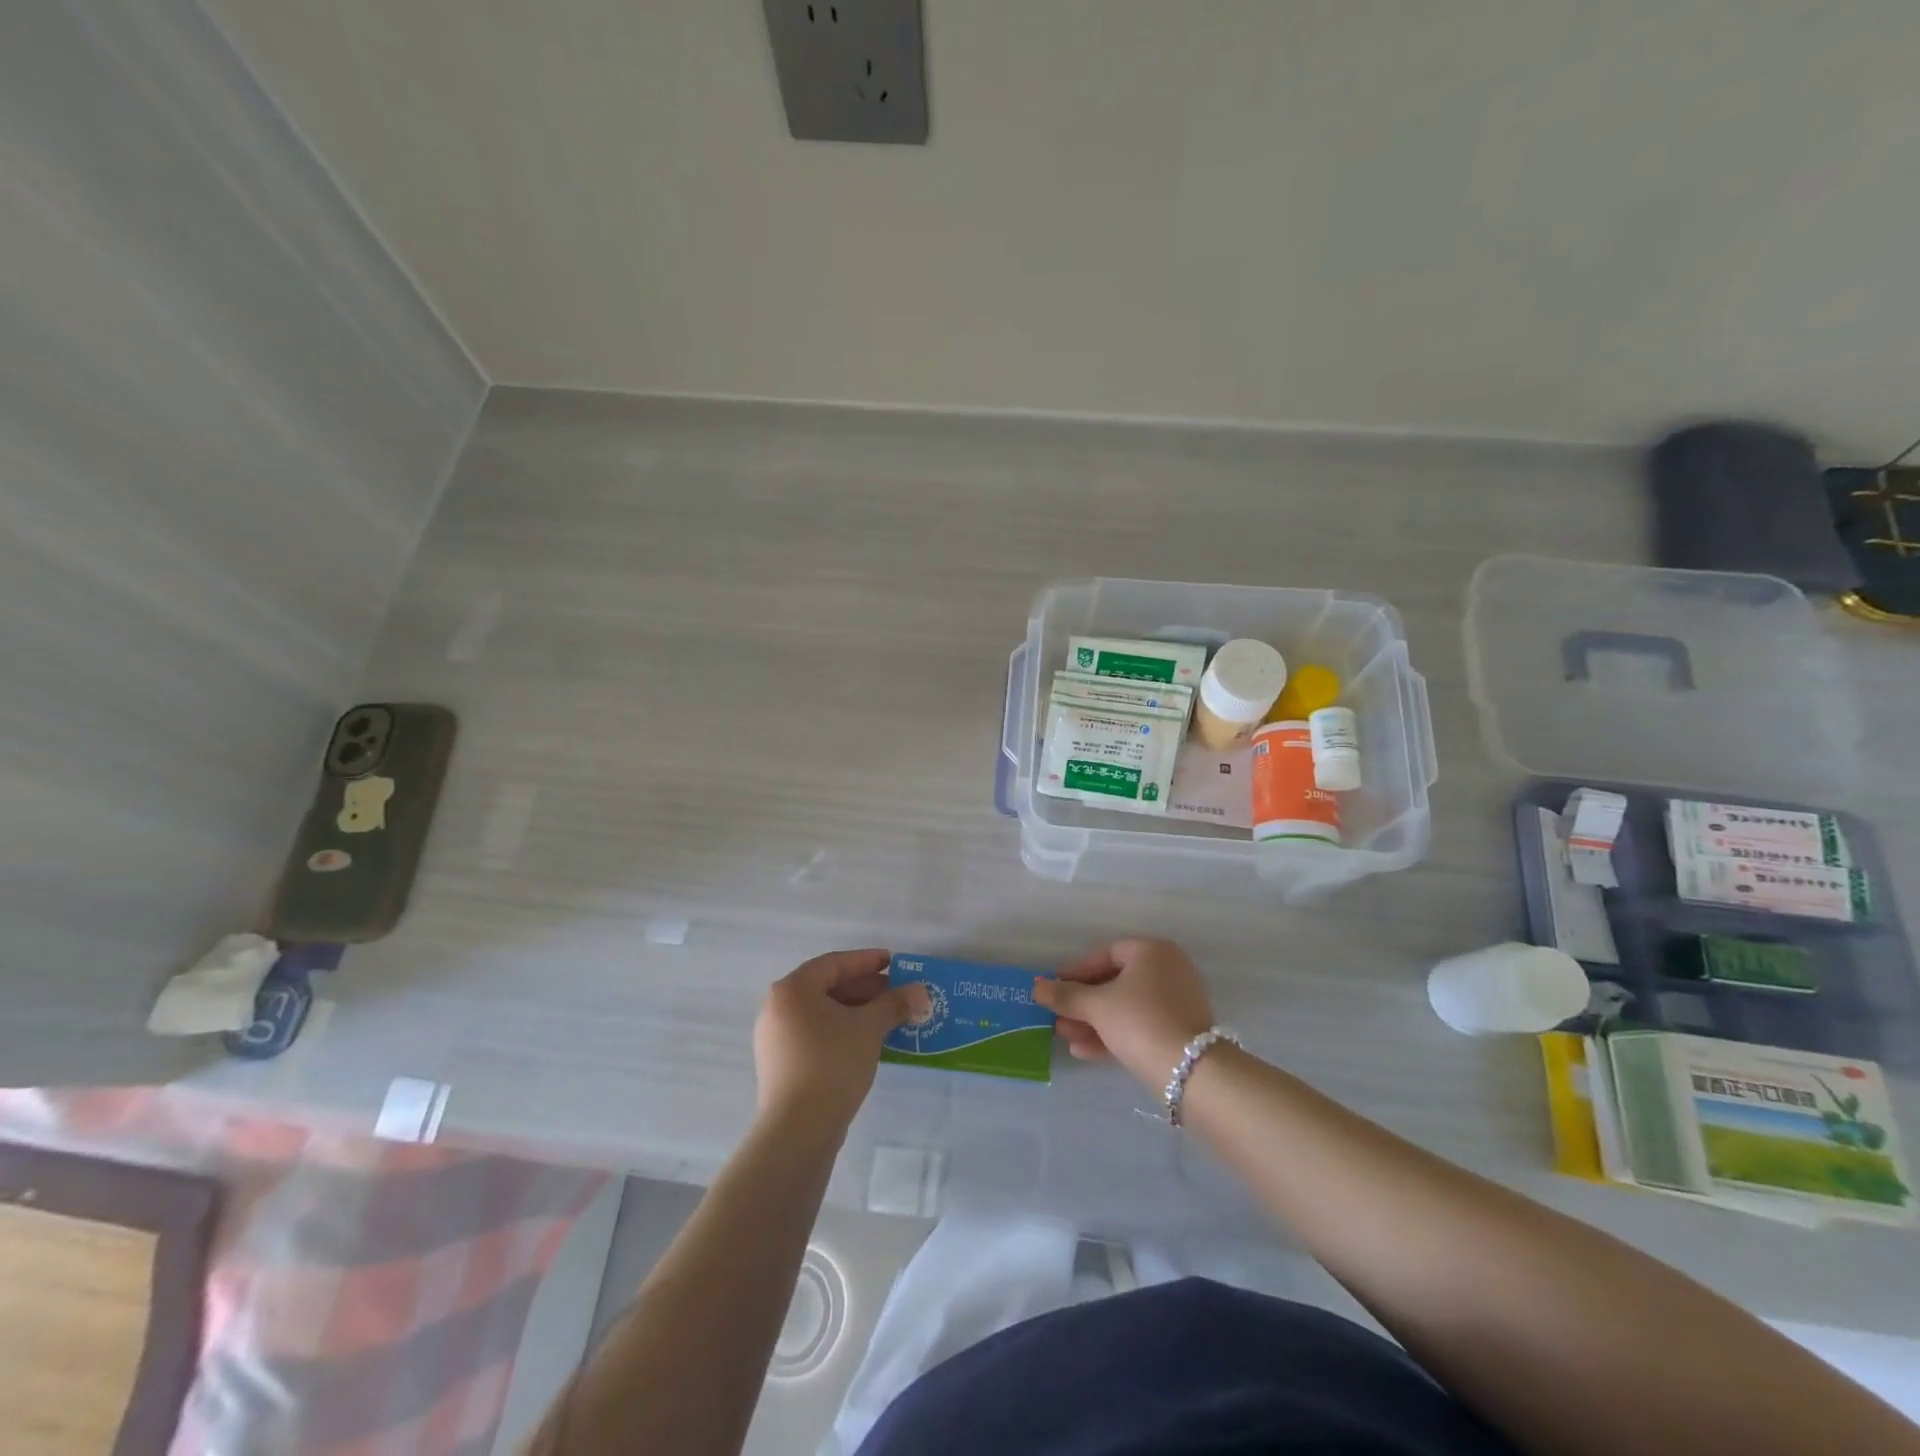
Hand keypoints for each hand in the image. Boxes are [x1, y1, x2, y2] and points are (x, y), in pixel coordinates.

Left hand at [753, 949, 929, 1127]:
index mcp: (792, 989)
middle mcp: (778, 1008)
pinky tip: (866, 1042)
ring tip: (887, 1018)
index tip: (893, 962)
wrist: (798, 1130)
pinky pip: (815, 1034)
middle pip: (827, 987)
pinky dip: (841, 1031)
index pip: (834, 963)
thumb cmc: (832, 1063)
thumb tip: (920, 991)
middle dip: (865, 989)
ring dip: (855, 1012)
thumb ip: (894, 1004)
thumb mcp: (869, 1028)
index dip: (866, 961)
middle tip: (896, 993)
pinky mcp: (780, 1065)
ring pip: (822, 1013)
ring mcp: (776, 1038)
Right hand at [1032, 938, 1216, 1087]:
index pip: (1105, 954)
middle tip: (1055, 1015)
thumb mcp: (1097, 1006)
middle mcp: (1166, 970)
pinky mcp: (1177, 1031)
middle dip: (1081, 1002)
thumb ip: (1066, 995)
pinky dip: (1112, 1034)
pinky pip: (1137, 1025)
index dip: (1076, 971)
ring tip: (1063, 1036)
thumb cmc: (1140, 1021)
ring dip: (1092, 1021)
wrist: (1191, 1072)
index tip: (1054, 987)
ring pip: (1124, 1007)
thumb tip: (1036, 988)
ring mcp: (1175, 1002)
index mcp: (1151, 952)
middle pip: (1114, 982)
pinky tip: (1083, 1051)